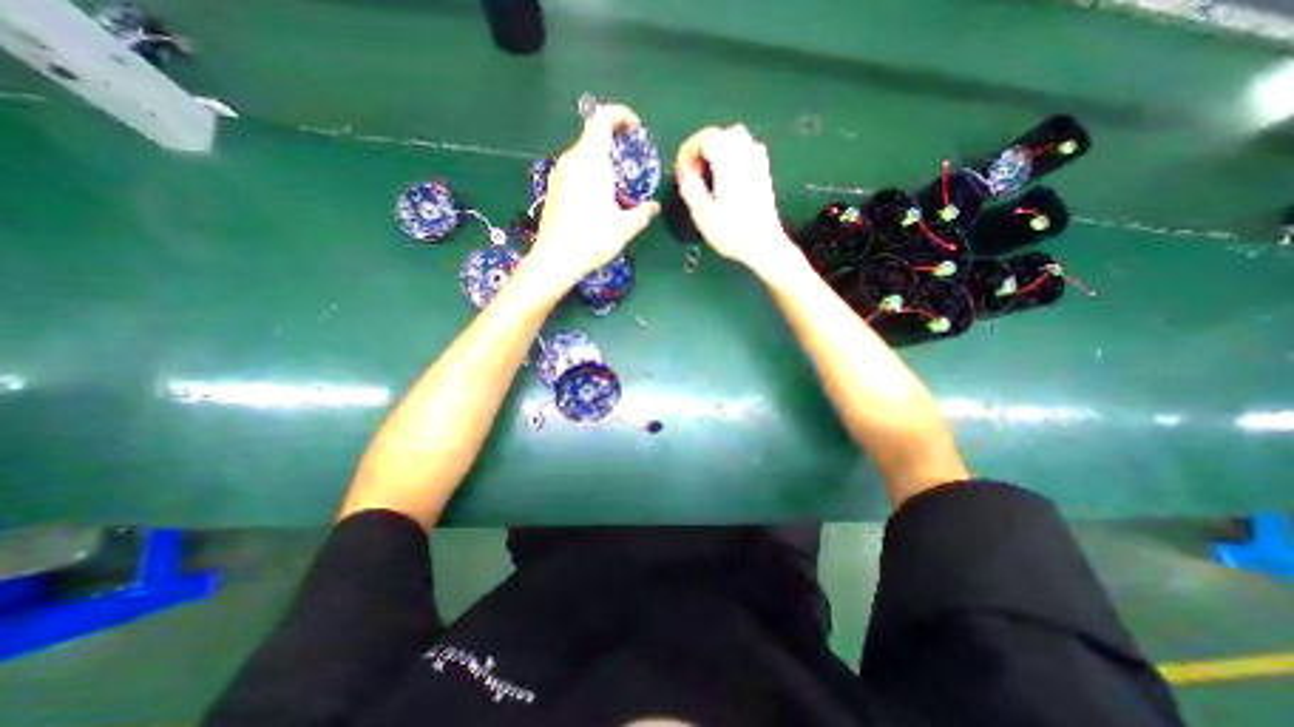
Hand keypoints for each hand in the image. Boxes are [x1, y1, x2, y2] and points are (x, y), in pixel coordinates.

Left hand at [532, 104, 661, 286]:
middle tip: (631, 162)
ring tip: (616, 184)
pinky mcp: (553, 188)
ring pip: (583, 153)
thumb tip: (654, 207)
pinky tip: (597, 199)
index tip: (635, 129)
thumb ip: (642, 214)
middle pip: (593, 135)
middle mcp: (572, 160)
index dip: (621, 115)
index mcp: (591, 161)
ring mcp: (559, 173)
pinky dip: (590, 172)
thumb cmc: (592, 239)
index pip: (602, 118)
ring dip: (602, 159)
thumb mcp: (624, 228)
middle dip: (614, 142)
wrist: (555, 259)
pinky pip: (575, 169)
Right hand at [677, 125, 800, 278]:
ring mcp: (758, 163)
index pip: (706, 137)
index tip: (681, 170)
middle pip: (722, 134)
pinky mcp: (764, 173)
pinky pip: (748, 151)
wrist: (764, 246)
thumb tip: (683, 170)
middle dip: (704, 148)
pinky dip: (734, 156)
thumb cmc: (731, 232)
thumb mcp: (702, 214)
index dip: (689, 149)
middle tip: (694, 172)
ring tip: (709, 174)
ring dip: (719, 150)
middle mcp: (746, 154)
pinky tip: (727, 178)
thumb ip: (690, 187)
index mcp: (728, 161)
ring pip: (737, 139)